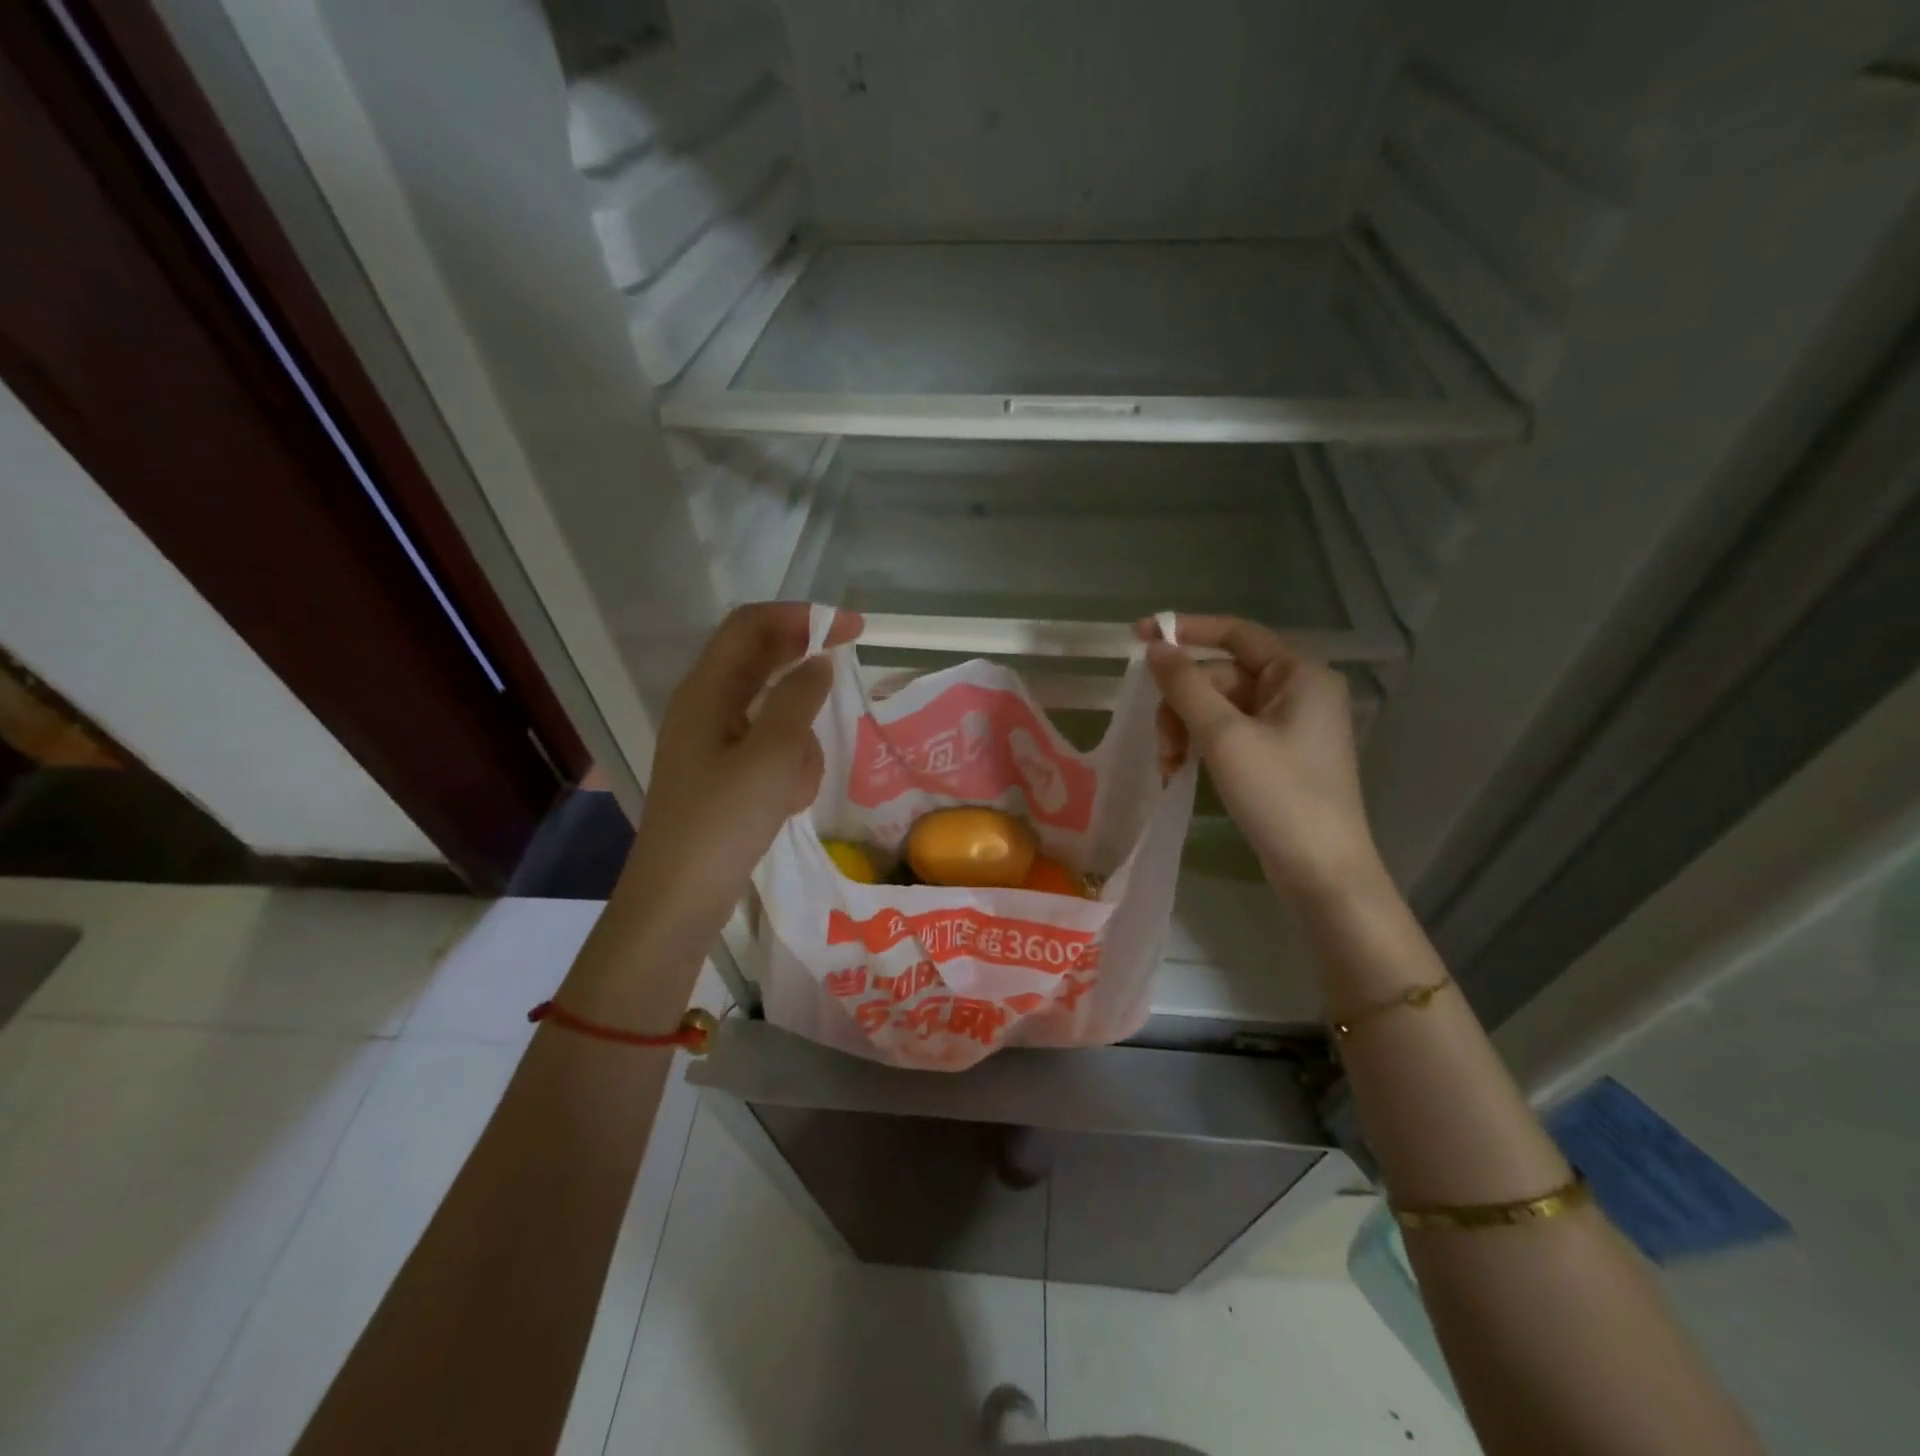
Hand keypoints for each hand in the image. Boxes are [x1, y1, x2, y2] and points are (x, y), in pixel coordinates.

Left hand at [614, 603, 861, 957]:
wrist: (680, 898)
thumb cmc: (724, 821)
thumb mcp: (772, 754)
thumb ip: (799, 699)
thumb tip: (818, 662)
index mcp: (706, 690)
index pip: (752, 625)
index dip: (802, 616)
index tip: (852, 629)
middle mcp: (705, 706)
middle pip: (761, 663)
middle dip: (805, 674)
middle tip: (845, 680)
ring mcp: (713, 742)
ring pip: (773, 714)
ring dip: (798, 737)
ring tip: (797, 782)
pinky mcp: (723, 775)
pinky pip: (768, 752)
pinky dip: (786, 767)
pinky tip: (787, 803)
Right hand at [1138, 614, 1381, 902]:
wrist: (1322, 872)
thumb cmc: (1279, 795)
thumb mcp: (1224, 736)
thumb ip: (1186, 685)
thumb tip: (1156, 647)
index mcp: (1299, 675)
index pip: (1236, 634)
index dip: (1186, 630)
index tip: (1139, 637)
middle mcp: (1299, 692)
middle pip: (1222, 677)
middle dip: (1182, 703)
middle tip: (1160, 742)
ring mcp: (1291, 727)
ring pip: (1221, 708)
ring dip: (1187, 729)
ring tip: (1169, 764)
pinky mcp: (1280, 756)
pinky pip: (1230, 733)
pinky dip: (1202, 746)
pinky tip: (1180, 770)